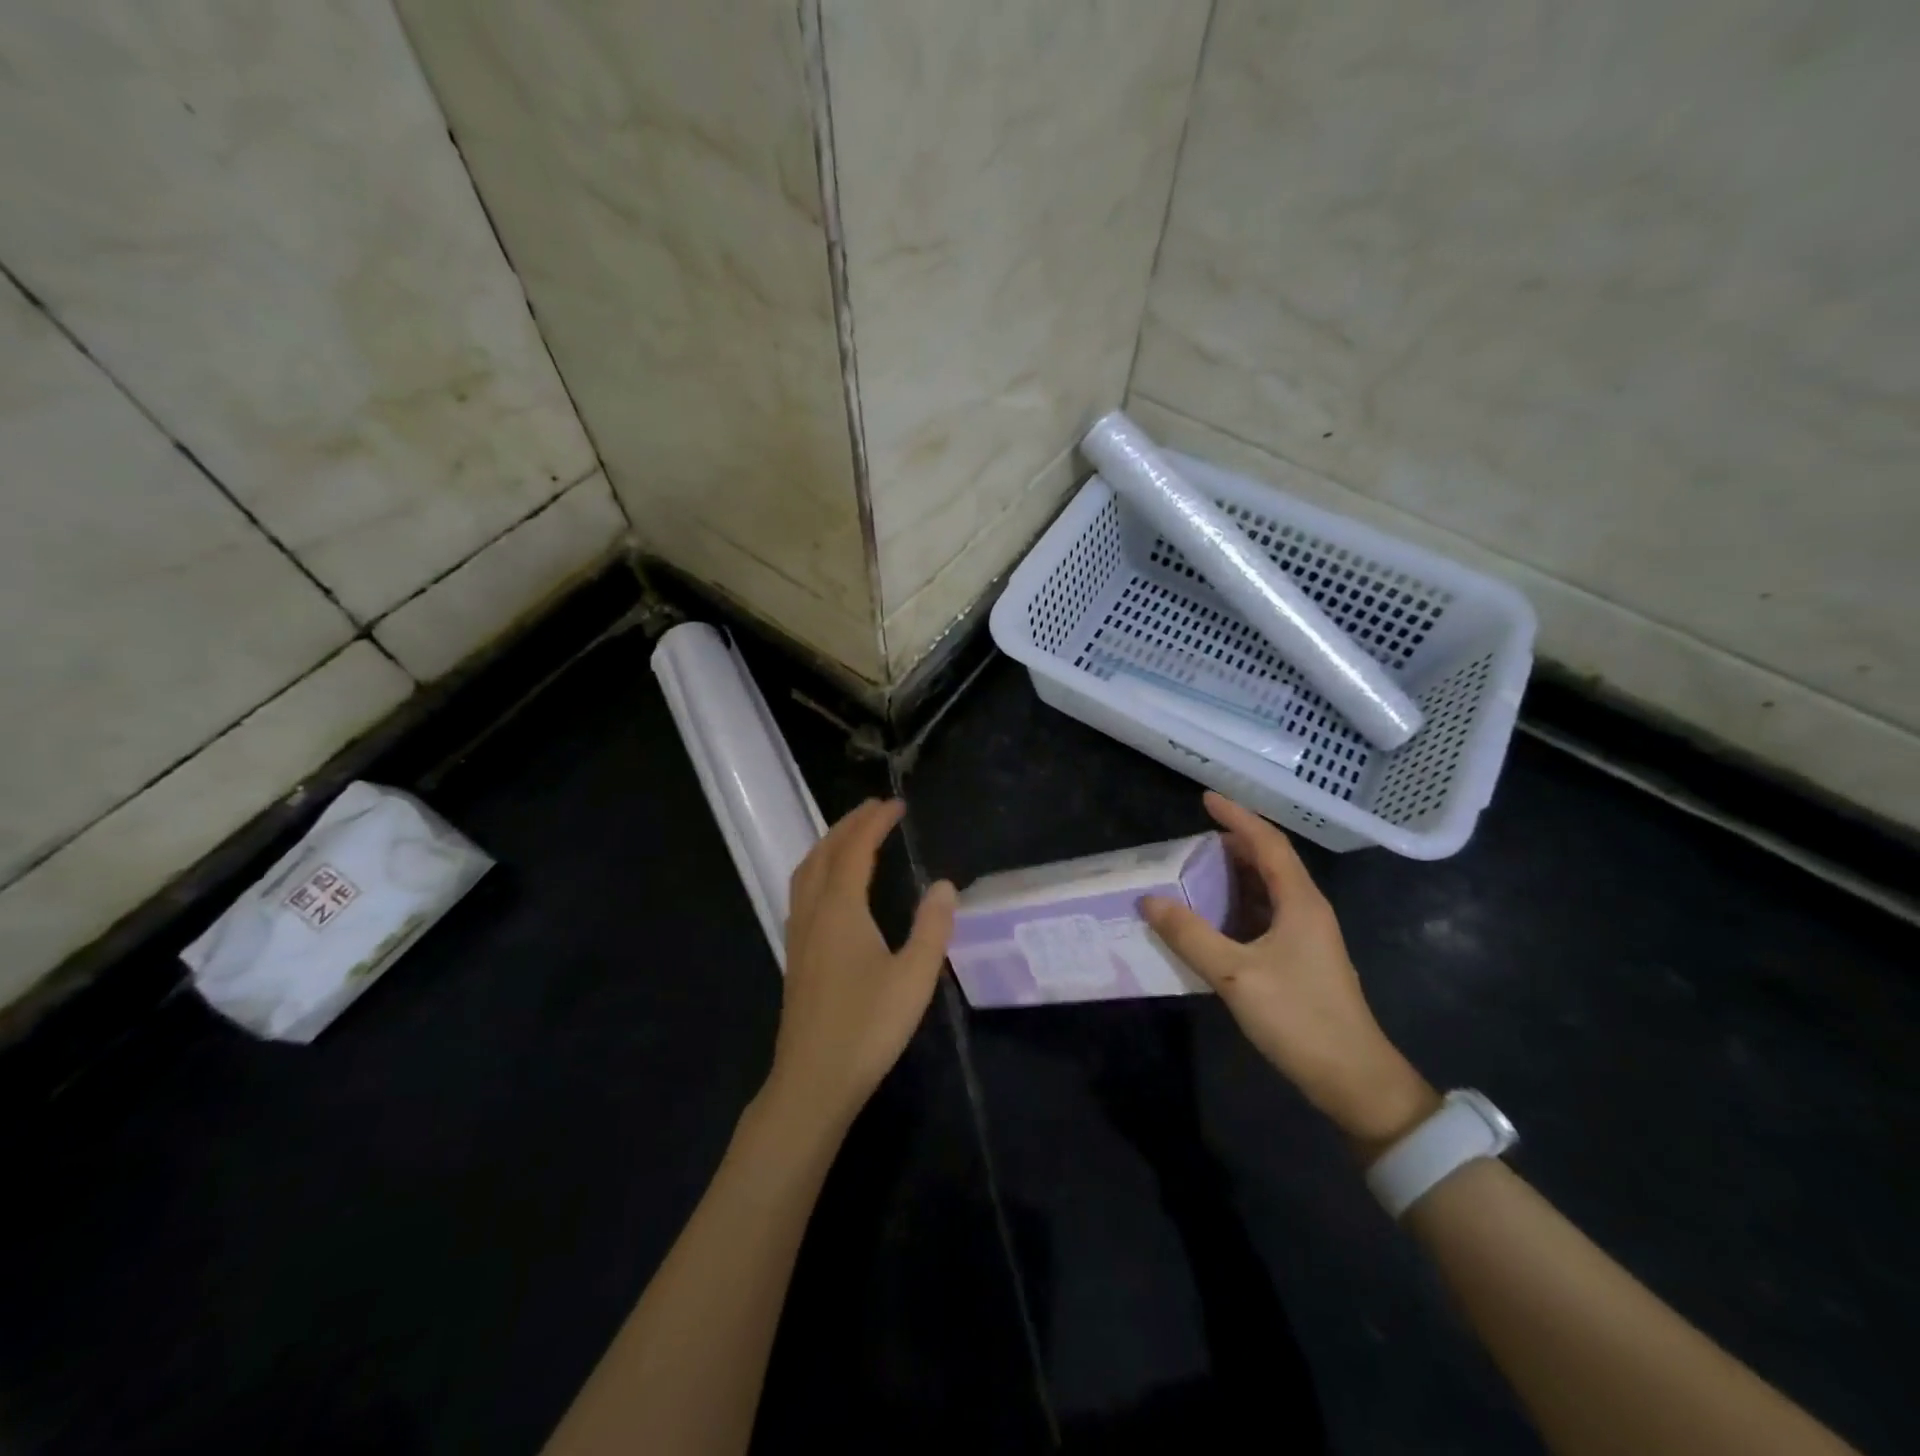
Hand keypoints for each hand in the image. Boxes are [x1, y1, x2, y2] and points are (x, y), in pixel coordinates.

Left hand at [766, 799, 955, 1133]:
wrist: (813, 1080)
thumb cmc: (868, 1027)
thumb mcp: (914, 977)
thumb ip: (932, 927)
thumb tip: (944, 885)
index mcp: (840, 910)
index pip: (856, 850)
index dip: (875, 822)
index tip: (897, 804)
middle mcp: (813, 913)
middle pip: (825, 853)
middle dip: (849, 824)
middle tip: (876, 808)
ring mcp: (799, 934)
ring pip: (806, 871)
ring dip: (829, 844)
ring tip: (852, 834)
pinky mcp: (796, 955)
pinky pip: (802, 891)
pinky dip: (818, 869)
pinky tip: (831, 886)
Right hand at [1141, 792, 1436, 1148]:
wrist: (1354, 1080)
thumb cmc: (1299, 1018)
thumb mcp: (1235, 975)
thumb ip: (1190, 936)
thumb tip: (1149, 900)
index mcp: (1299, 902)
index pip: (1267, 843)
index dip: (1237, 817)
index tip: (1205, 799)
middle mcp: (1307, 910)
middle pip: (1269, 862)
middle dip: (1232, 845)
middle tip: (1191, 841)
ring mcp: (1307, 937)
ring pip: (1267, 890)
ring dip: (1234, 877)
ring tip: (1195, 873)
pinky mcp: (1301, 960)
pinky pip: (1265, 916)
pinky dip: (1237, 906)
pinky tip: (1213, 919)